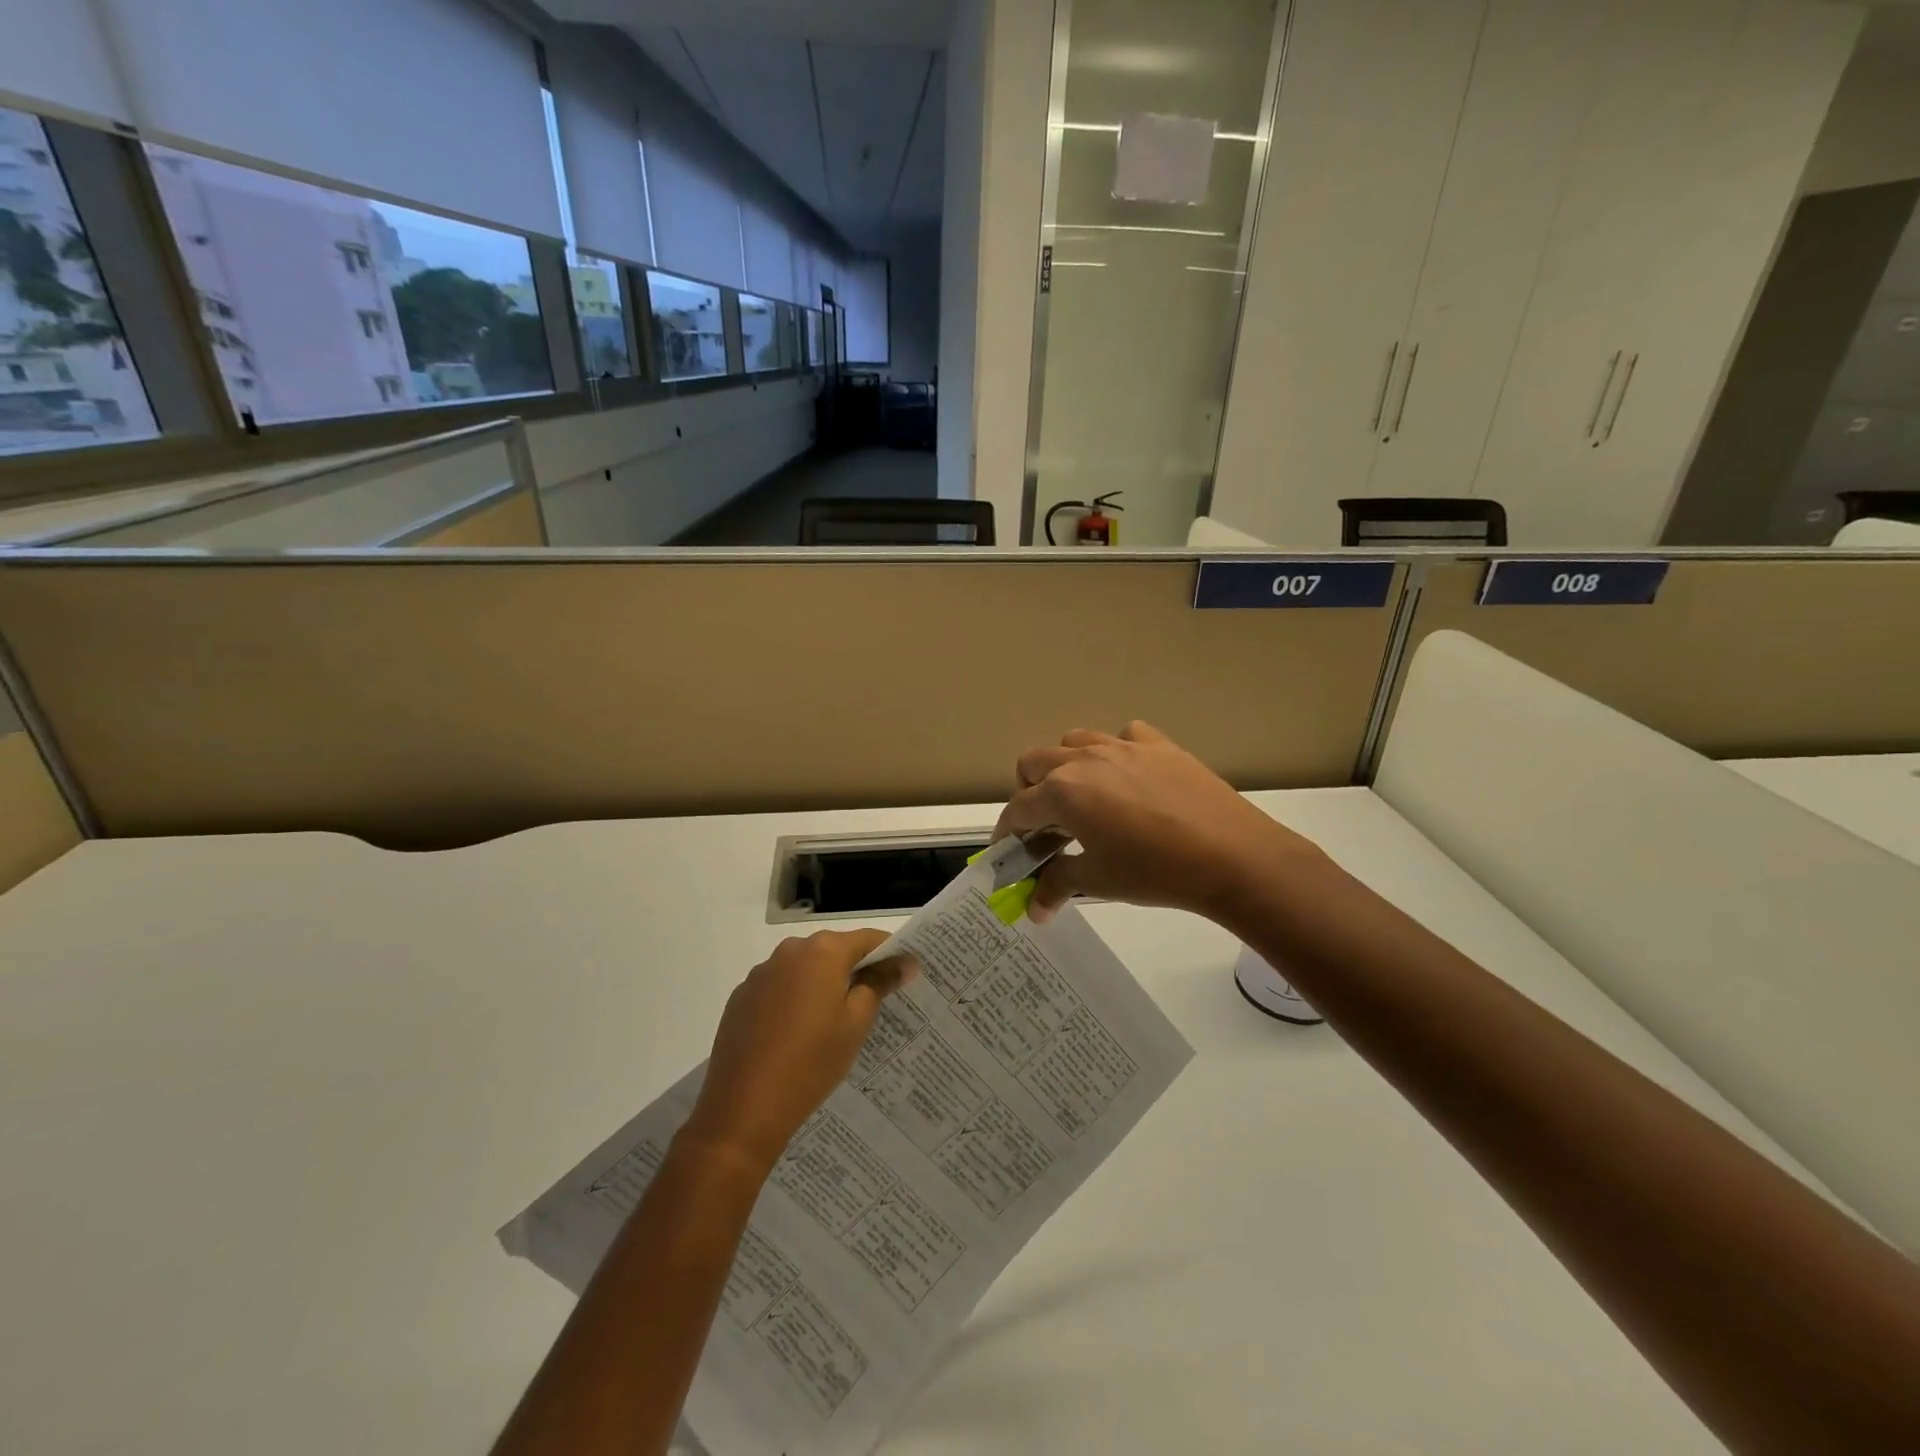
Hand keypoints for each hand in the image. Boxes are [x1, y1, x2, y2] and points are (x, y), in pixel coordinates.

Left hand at [681, 930, 913, 1173]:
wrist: (743, 1108)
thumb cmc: (812, 1061)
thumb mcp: (856, 1023)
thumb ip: (879, 983)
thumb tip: (902, 961)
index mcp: (823, 951)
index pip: (867, 939)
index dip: (889, 953)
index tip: (906, 972)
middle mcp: (790, 951)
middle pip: (834, 950)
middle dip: (855, 969)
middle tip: (874, 1001)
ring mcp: (761, 973)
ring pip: (805, 969)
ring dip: (823, 984)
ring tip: (834, 1022)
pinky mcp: (742, 997)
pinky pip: (780, 987)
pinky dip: (795, 999)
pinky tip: (798, 1034)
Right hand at [995, 721, 1322, 924]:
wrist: (1232, 856)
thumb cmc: (1154, 871)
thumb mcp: (1098, 880)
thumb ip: (1057, 886)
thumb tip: (1033, 909)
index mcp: (1063, 791)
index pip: (1018, 809)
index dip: (1008, 834)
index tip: (1010, 854)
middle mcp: (1085, 758)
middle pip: (1034, 763)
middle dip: (1028, 793)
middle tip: (1045, 827)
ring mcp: (1123, 745)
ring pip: (1074, 741)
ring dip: (1065, 767)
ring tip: (1083, 799)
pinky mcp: (1159, 744)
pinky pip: (1124, 736)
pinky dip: (1116, 752)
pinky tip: (1129, 779)